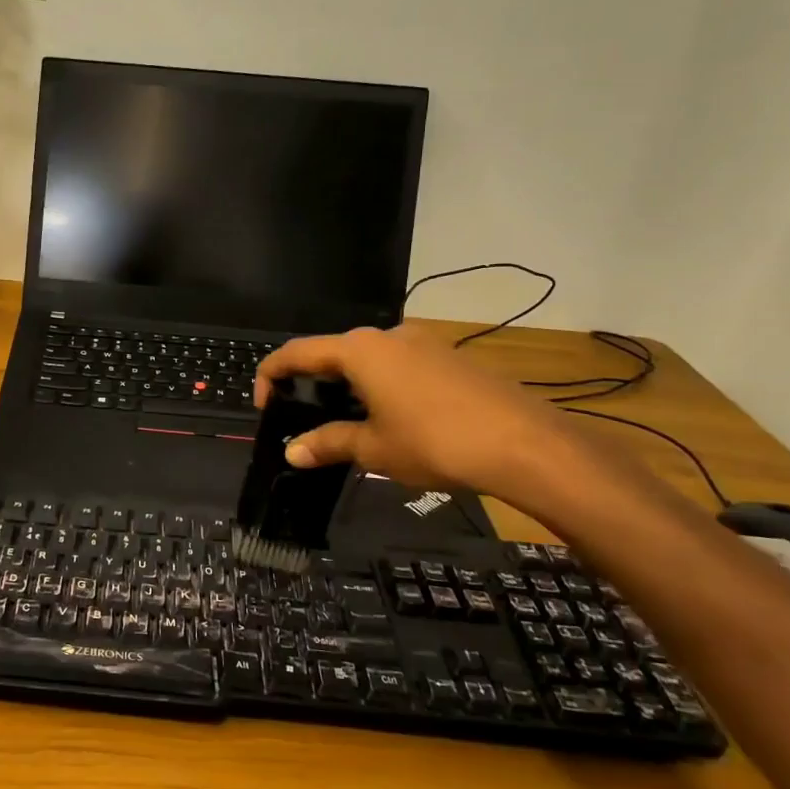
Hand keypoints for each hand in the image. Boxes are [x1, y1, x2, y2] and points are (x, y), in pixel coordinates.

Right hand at [253, 325, 568, 496]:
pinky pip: (399, 366)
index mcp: (358, 350)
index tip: (264, 407)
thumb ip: (327, 444)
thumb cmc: (434, 441)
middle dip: (312, 385)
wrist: (525, 444)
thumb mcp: (373, 448)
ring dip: (348, 387)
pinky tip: (392, 420)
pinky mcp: (449, 357)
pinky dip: (380, 387)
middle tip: (306, 421)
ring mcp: (422, 343)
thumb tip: (292, 452)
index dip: (270, 376)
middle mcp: (387, 335)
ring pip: (368, 360)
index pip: (296, 353)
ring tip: (348, 425)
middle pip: (332, 353)